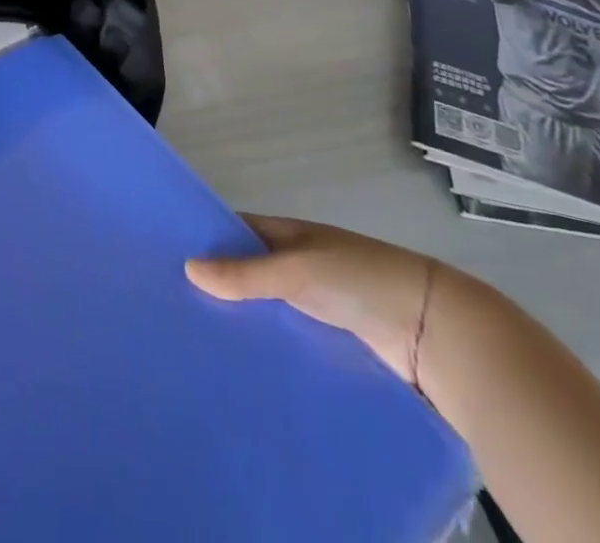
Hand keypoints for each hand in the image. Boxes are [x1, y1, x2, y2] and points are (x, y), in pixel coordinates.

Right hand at [186, 214, 442, 387]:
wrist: (432, 330)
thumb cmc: (359, 279)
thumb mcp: (298, 270)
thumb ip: (247, 273)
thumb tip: (187, 268)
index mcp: (287, 234)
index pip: (236, 231)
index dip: (205, 239)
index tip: (166, 257)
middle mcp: (296, 265)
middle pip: (248, 272)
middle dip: (217, 286)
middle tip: (171, 308)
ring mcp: (313, 305)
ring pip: (266, 310)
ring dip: (241, 322)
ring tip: (196, 345)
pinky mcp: (328, 343)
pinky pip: (287, 340)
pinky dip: (267, 348)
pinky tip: (239, 368)